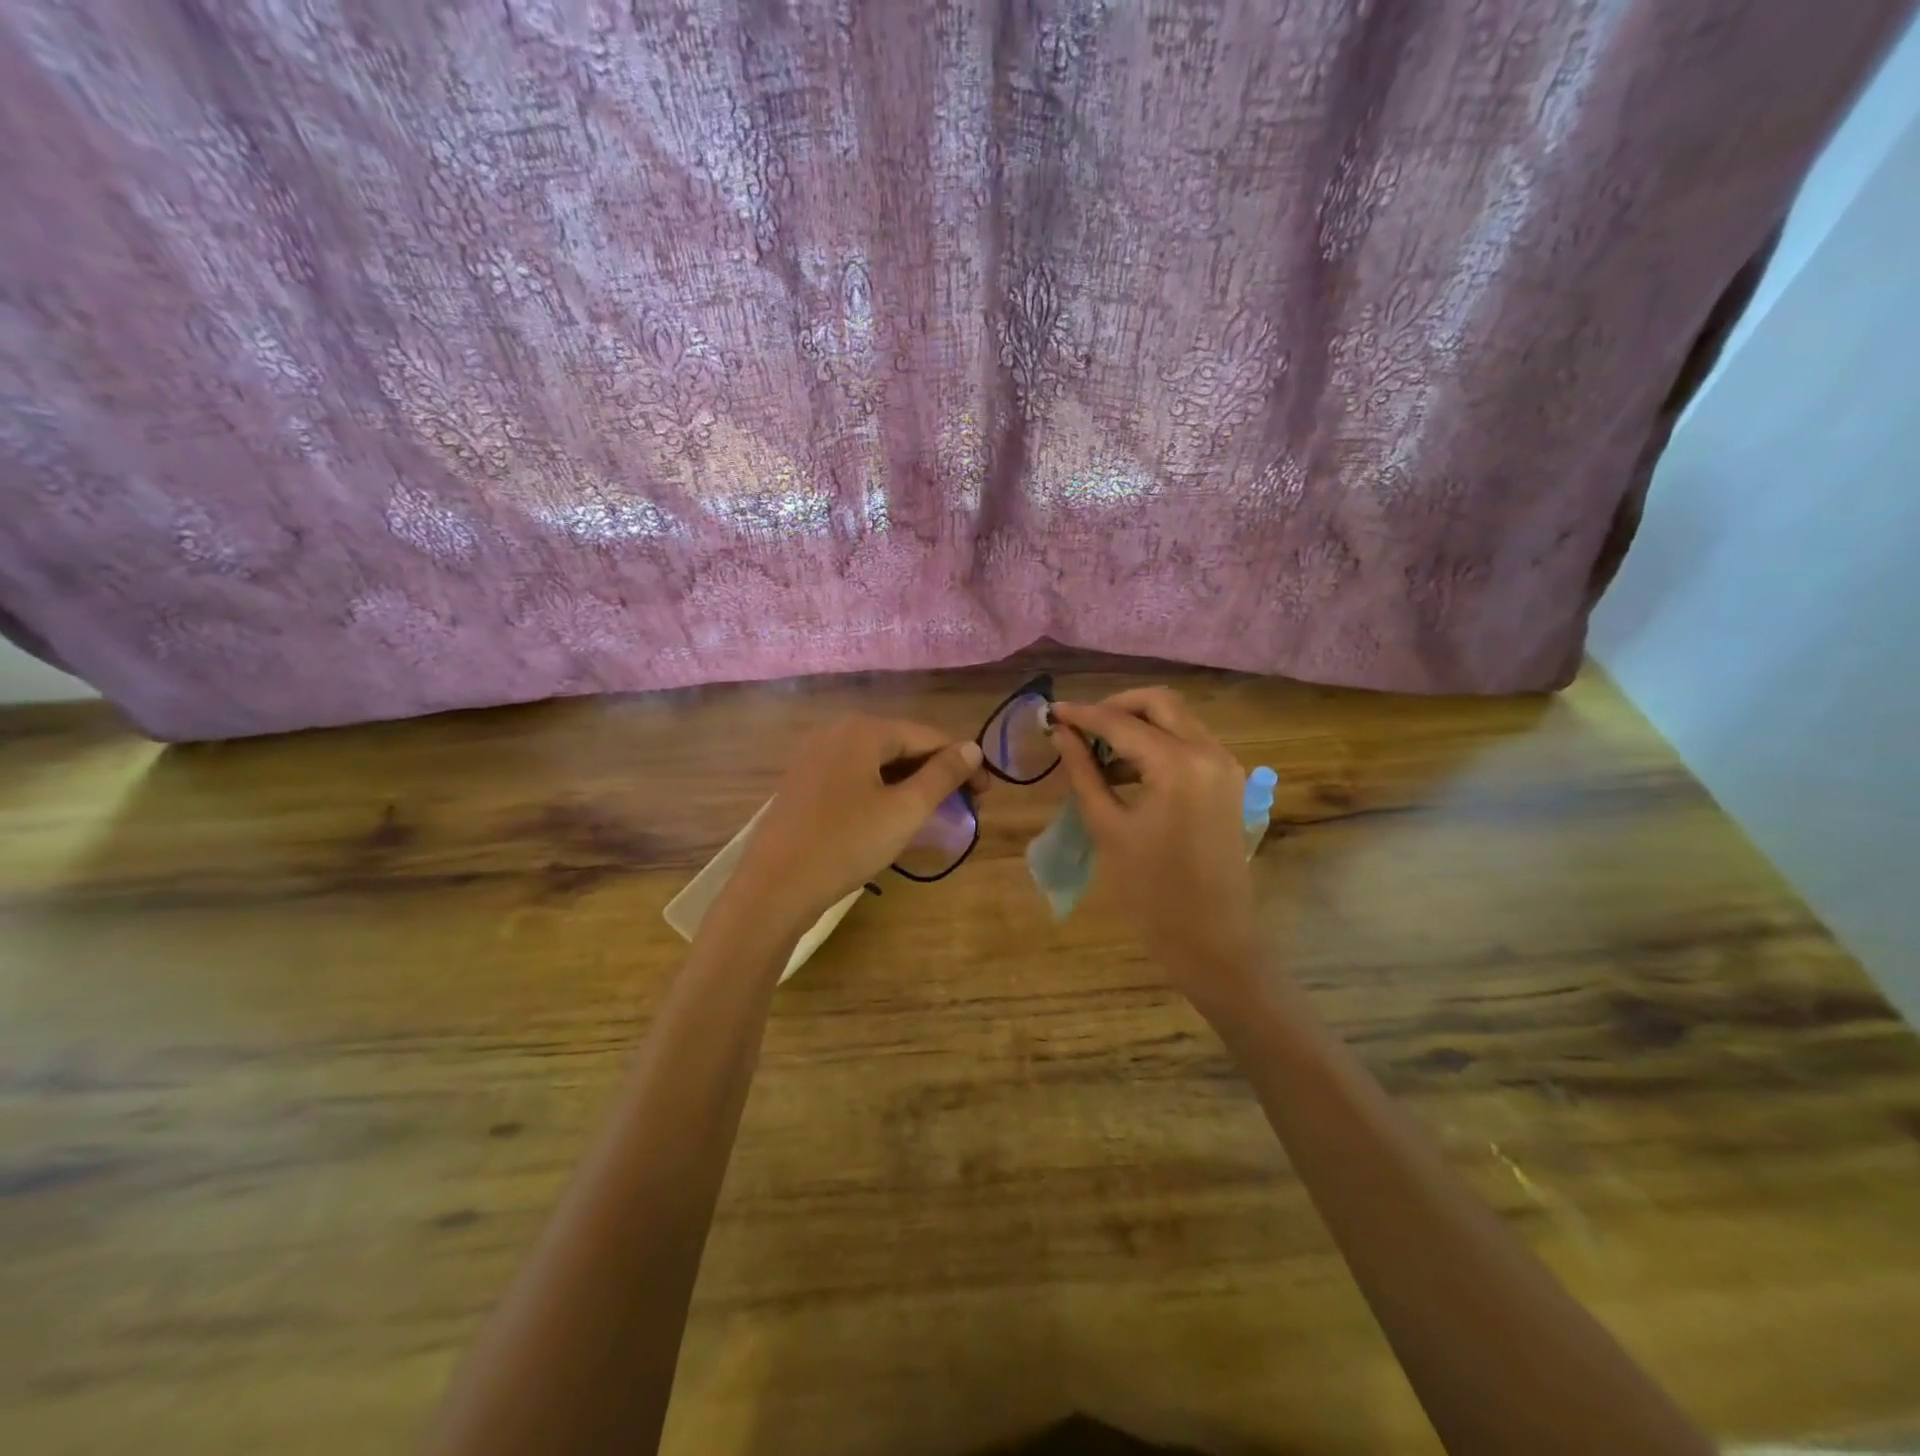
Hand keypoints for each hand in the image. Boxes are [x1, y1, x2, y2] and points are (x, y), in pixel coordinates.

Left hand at [726, 714, 989, 928]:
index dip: (962, 762)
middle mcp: (836, 731)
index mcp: (863, 730)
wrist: (773, 887)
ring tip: (930, 814)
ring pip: (876, 762)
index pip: (928, 736)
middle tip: (961, 807)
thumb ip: (943, 775)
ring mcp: (814, 756)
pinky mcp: (802, 782)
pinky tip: (888, 816)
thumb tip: (973, 748)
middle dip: (934, 773)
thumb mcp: (905, 810)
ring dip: (908, 784)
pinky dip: (879, 791)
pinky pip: (853, 776)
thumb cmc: (846, 844)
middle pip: (901, 745)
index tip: (985, 794)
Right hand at [1052, 688, 1260, 1009]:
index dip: (1082, 714)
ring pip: (1178, 718)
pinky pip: (1191, 742)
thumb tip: (1062, 733)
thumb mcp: (1107, 827)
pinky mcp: (1230, 782)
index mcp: (1178, 765)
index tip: (1050, 712)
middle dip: (1115, 707)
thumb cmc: (1150, 892)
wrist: (1211, 939)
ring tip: (1098, 752)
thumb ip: (1084, 771)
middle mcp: (1209, 753)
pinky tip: (1129, 768)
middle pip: (1159, 702)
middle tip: (1080, 728)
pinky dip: (1159, 742)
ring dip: (1138, 723)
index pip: (1121, 722)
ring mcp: (1226, 766)